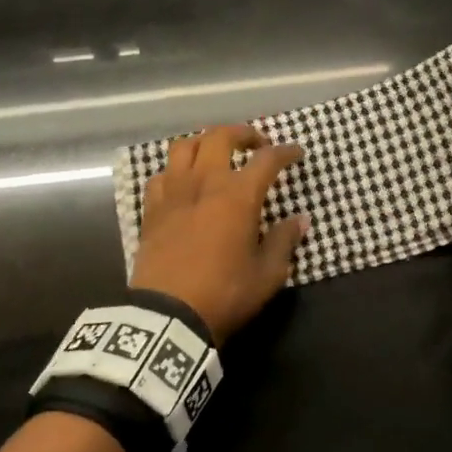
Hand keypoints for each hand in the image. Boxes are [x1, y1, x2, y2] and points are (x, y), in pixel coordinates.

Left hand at [130, 125, 307, 343]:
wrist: (168, 317)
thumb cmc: (225, 293)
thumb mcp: (268, 274)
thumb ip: (285, 241)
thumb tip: (300, 220)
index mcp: (238, 195)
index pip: (267, 159)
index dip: (285, 152)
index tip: (296, 153)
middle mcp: (205, 183)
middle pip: (220, 137)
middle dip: (243, 133)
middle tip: (256, 144)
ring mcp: (174, 193)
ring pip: (184, 146)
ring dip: (204, 143)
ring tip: (216, 155)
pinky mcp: (151, 210)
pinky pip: (160, 176)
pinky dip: (174, 172)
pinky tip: (182, 184)